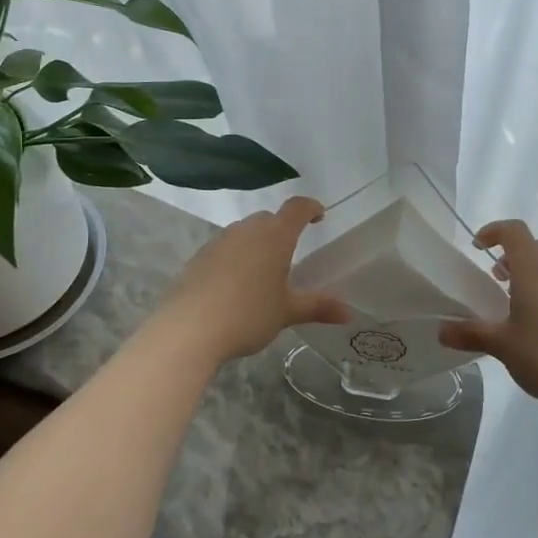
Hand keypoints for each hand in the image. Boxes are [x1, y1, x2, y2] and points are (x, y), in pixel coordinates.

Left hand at [155, 196, 350, 361]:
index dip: (310, 208)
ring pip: (244, 233)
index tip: (319, 216)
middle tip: (289, 254)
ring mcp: (219, 241)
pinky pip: (224, 249)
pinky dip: (234, 258)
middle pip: (269, 219)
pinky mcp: (198, 257)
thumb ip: (318, 307)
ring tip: (261, 273)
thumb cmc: (248, 314)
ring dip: (256, 244)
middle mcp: (247, 230)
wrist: (189, 329)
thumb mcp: (287, 312)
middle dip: (282, 229)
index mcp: (275, 236)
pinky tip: (233, 286)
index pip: (297, 208)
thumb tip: (349, 312)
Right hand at [438, 220, 537, 416]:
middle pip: (532, 245)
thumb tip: (441, 331)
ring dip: (526, 270)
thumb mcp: (502, 345)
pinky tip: (533, 320)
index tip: (476, 247)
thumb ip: (470, 333)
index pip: (514, 231)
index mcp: (534, 271)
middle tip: (492, 277)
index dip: (493, 231)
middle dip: (509, 253)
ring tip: (509, 299)